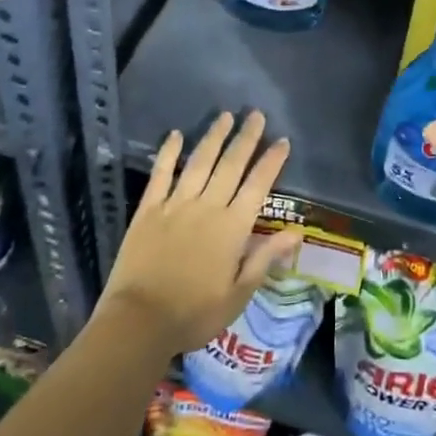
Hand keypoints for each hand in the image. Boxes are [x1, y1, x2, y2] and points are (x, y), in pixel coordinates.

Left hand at [99, 111, 300, 355]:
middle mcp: (207, 207)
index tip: (282, 140)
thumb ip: (264, 258)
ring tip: (225, 116)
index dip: (271, 162)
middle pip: (231, 165)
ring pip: (199, 162)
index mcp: (232, 228)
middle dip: (245, 138)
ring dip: (213, 137)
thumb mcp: (238, 294)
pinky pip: (161, 174)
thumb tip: (296, 233)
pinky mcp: (149, 209)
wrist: (139, 321)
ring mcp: (176, 204)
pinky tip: (175, 134)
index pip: (258, 186)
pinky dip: (168, 152)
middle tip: (255, 114)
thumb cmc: (194, 313)